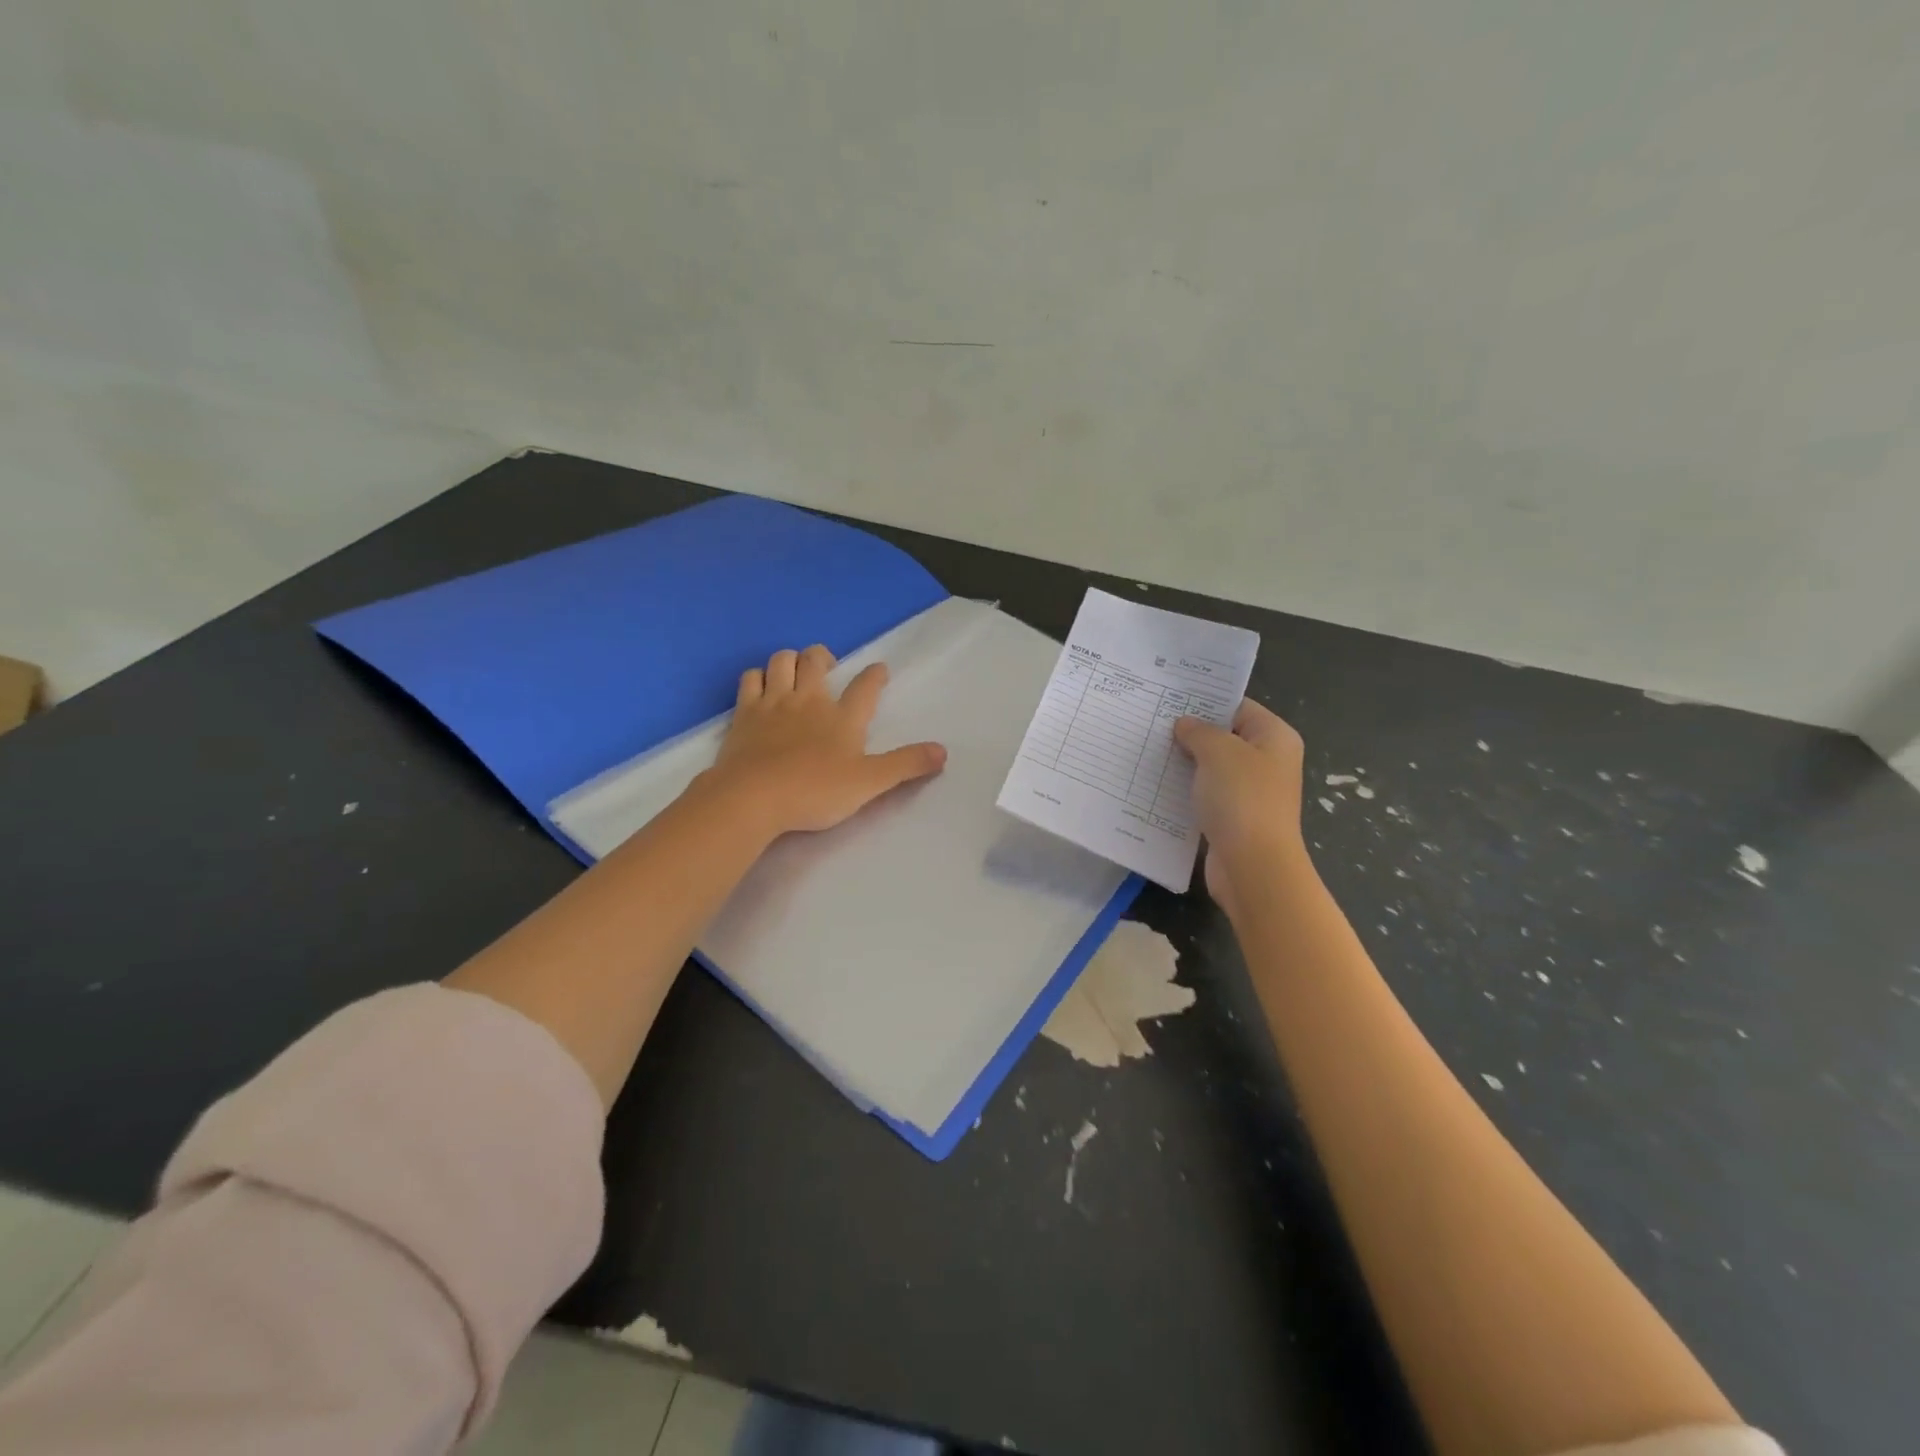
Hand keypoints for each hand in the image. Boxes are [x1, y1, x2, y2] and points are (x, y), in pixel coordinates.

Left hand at [700, 644, 946, 838]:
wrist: (753, 798)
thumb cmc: (815, 791)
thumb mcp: (869, 783)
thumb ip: (906, 765)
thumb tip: (943, 751)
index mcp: (843, 717)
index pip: (865, 687)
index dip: (875, 675)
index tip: (880, 669)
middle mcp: (809, 700)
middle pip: (816, 660)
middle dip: (824, 656)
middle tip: (829, 667)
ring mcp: (774, 703)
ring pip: (782, 661)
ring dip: (791, 660)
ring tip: (796, 672)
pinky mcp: (744, 713)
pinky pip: (750, 679)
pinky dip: (758, 677)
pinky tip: (762, 687)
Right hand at [1172, 700, 1307, 916]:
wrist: (1252, 865)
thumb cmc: (1242, 799)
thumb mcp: (1218, 752)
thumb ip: (1199, 731)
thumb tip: (1185, 725)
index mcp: (1274, 738)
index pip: (1238, 707)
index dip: (1205, 702)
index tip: (1168, 698)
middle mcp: (1266, 761)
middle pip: (1223, 737)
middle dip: (1190, 733)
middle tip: (1151, 723)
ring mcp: (1250, 792)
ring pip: (1211, 768)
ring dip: (1184, 763)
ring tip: (1147, 750)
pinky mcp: (1232, 817)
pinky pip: (1205, 795)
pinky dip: (1184, 790)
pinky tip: (1155, 784)